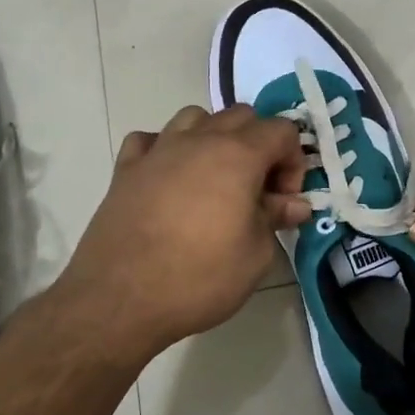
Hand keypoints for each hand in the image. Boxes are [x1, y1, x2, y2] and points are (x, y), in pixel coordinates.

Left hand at [51, 105, 309, 357]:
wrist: (120, 299)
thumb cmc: (199, 278)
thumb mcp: (255, 255)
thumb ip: (275, 218)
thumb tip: (294, 203)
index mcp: (237, 155)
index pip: (281, 130)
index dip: (294, 161)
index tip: (286, 199)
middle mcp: (198, 140)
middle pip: (240, 115)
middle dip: (260, 145)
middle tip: (258, 190)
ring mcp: (158, 150)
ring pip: (195, 117)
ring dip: (214, 137)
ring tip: (215, 178)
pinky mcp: (125, 168)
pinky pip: (151, 139)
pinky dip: (166, 149)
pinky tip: (169, 178)